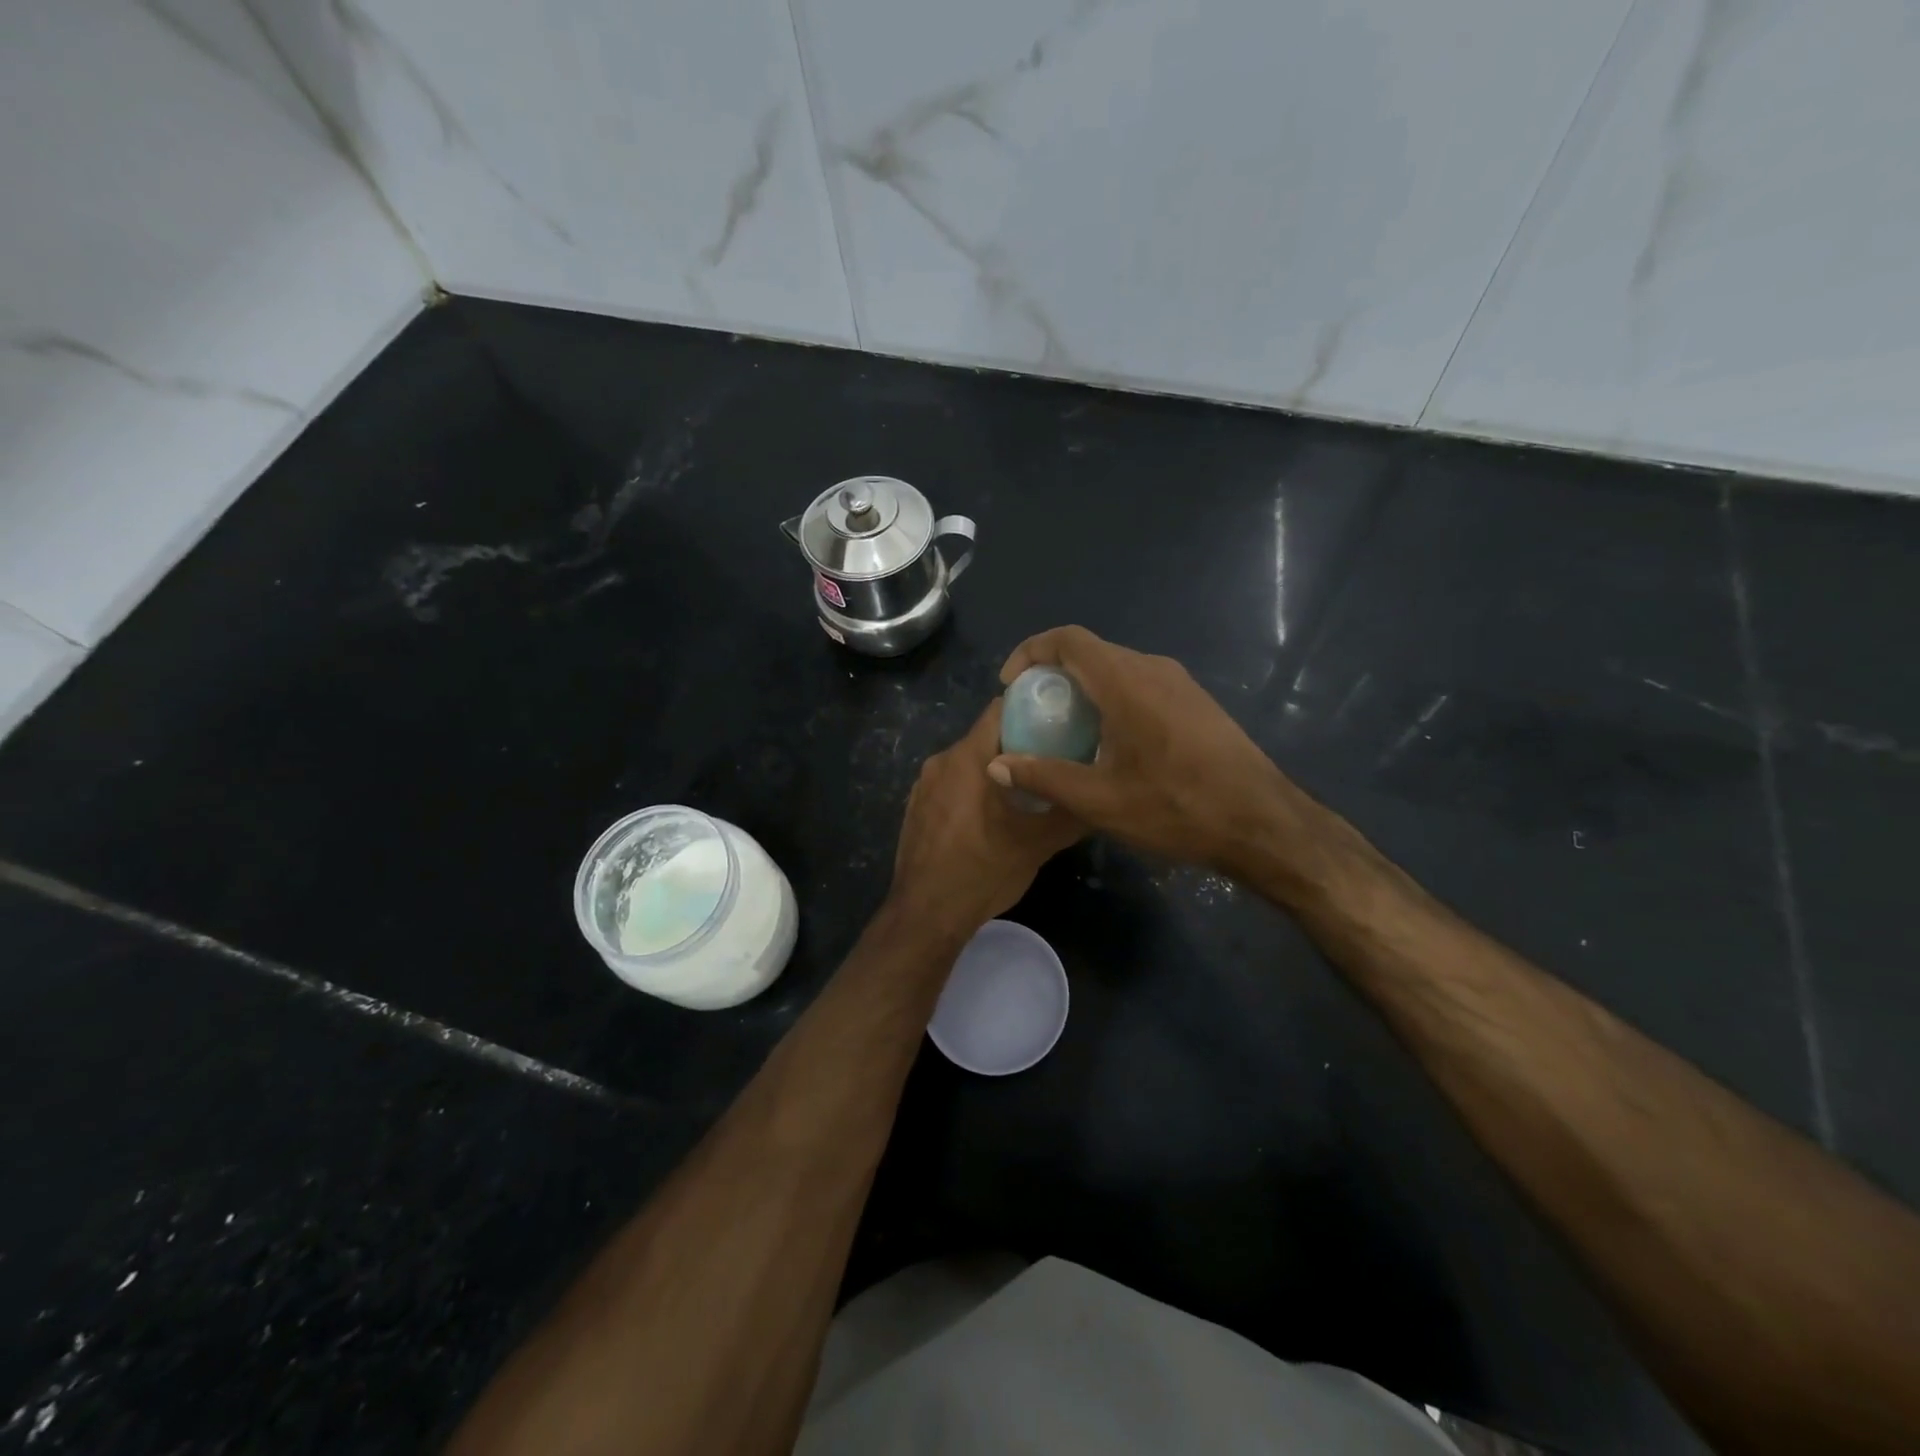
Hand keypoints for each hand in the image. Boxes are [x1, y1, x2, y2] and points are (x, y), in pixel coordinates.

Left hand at [890, 699, 1083, 939]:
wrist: (925, 915)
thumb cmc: (982, 872)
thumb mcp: (1036, 845)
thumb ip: (1070, 814)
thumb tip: (1101, 796)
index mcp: (968, 758)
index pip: (1000, 709)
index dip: (1031, 708)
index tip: (1059, 720)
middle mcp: (941, 761)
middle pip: (986, 736)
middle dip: (1018, 743)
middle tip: (1052, 759)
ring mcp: (924, 784)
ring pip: (968, 761)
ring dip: (995, 769)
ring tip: (1026, 790)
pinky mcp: (916, 806)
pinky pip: (951, 783)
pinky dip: (972, 789)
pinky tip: (991, 815)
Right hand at [988, 625, 1322, 876]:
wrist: (1263, 824)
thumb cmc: (1177, 807)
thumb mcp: (1101, 800)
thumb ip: (1044, 777)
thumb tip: (996, 766)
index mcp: (1127, 682)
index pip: (1068, 639)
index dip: (1031, 652)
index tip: (1012, 685)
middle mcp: (1153, 669)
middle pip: (1091, 652)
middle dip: (1054, 674)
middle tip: (1034, 713)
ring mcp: (1180, 684)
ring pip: (1118, 668)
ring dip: (1084, 688)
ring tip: (1066, 730)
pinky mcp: (1196, 703)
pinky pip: (1141, 685)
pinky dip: (1112, 699)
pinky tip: (1110, 743)